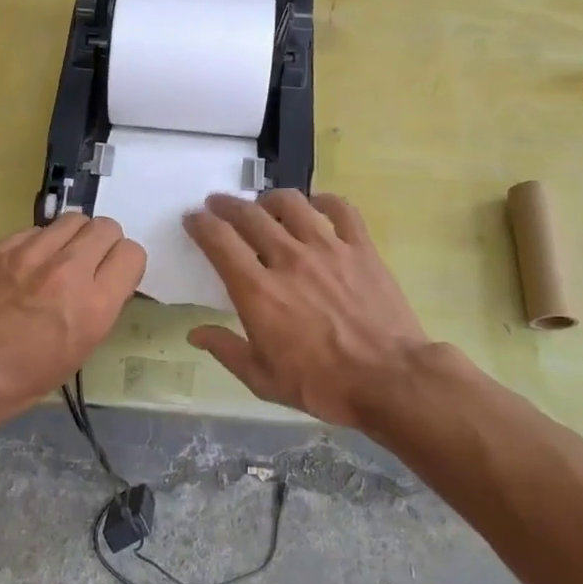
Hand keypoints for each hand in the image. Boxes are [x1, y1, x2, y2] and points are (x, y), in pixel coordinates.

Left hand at [0, 213, 144, 427]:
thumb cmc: (21, 379)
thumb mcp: (79, 351)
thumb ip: (99, 307)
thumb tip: (104, 280)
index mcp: (94, 305)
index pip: (132, 253)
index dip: (125, 264)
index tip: (113, 276)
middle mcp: (68, 270)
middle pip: (106, 227)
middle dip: (103, 244)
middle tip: (88, 264)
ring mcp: (31, 253)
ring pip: (73, 220)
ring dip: (73, 238)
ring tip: (58, 260)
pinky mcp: (1, 246)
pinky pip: (36, 230)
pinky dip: (39, 244)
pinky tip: (25, 267)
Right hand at [184, 190, 430, 428]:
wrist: (389, 380)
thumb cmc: (322, 385)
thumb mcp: (263, 379)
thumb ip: (226, 350)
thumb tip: (195, 333)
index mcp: (257, 291)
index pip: (219, 241)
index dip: (200, 224)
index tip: (192, 218)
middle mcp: (288, 259)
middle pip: (249, 215)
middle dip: (226, 205)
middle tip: (218, 204)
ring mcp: (327, 249)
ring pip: (291, 204)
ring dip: (269, 199)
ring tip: (264, 204)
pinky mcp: (361, 248)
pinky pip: (341, 210)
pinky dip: (324, 201)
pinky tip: (316, 205)